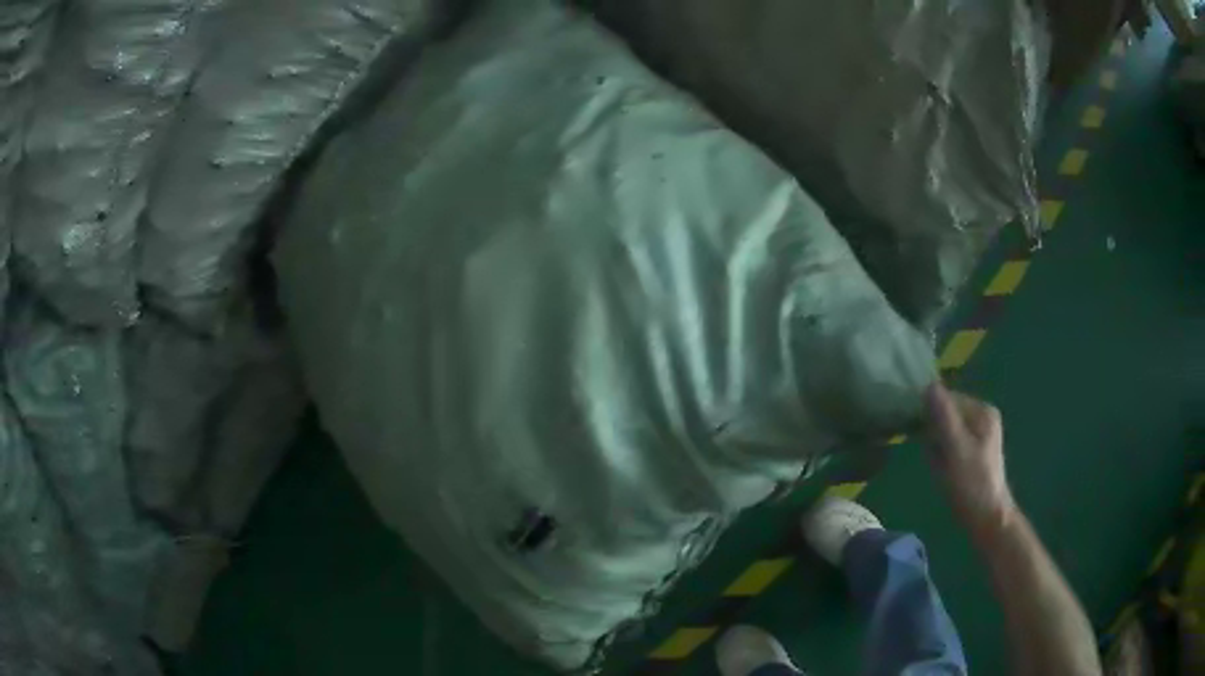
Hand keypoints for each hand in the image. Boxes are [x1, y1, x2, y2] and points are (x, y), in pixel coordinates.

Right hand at [924, 383, 1017, 536]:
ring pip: (944, 430)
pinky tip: (943, 471)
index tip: (923, 437)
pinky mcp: (972, 450)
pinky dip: (941, 456)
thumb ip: (944, 417)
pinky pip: (948, 444)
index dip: (932, 414)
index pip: (948, 398)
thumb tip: (929, 386)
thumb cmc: (972, 484)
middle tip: (936, 457)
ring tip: (940, 467)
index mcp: (982, 411)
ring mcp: (978, 434)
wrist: (987, 518)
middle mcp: (982, 416)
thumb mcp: (956, 449)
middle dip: (934, 434)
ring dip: (936, 447)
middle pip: (946, 414)